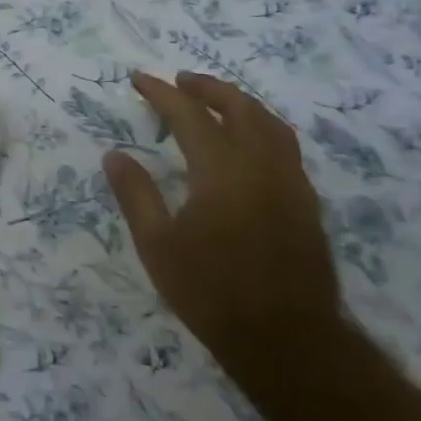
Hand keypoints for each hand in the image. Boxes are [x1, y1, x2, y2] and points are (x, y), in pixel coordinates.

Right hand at [102, 71, 340, 385]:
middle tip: (179, 81)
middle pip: (238, 107)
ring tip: (214, 101)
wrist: (288, 340)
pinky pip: (284, 145)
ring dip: (239, 102)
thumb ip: (135, 194)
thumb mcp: (157, 245)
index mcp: (222, 170)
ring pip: (269, 122)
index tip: (138, 79)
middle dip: (206, 88)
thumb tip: (114, 155)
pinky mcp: (306, 202)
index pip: (188, 115)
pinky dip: (261, 126)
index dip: (161, 93)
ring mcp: (291, 182)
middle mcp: (261, 165)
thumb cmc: (212, 292)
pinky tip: (247, 143)